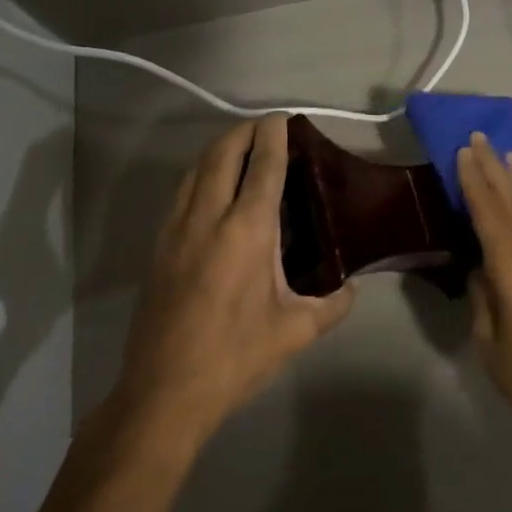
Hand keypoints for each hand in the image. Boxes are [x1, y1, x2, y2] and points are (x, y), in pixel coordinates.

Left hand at [114, 117, 355, 442]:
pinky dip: (201, 174)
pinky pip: (182, 192)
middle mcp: (208, 217)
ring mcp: (176, 230)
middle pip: (223, 154)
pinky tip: (213, 189)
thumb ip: (332, 305)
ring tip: (241, 149)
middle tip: (266, 128)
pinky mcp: (159, 246)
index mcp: (247, 230)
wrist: (164, 392)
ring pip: (196, 169)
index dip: (274, 136)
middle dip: (244, 131)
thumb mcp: (294, 332)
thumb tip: (353, 289)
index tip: (283, 119)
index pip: (263, 166)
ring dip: (219, 149)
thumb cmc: (235, 357)